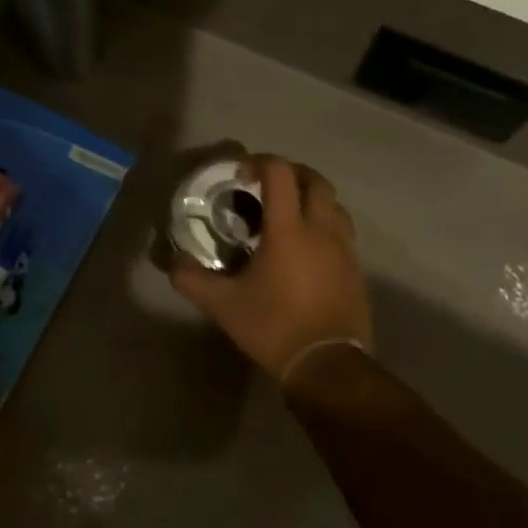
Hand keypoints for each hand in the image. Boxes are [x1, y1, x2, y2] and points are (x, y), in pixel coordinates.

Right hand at [168, 154, 372, 378]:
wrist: (328, 365)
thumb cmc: (274, 327)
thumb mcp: (223, 305)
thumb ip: (192, 280)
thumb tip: (171, 263)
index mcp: (289, 230)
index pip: (280, 173)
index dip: (259, 162)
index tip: (241, 176)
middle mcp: (321, 229)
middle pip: (316, 180)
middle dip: (291, 173)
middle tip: (267, 186)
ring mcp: (344, 248)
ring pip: (335, 204)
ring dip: (312, 197)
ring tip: (289, 214)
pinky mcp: (355, 268)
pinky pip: (343, 231)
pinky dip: (325, 224)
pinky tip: (307, 247)